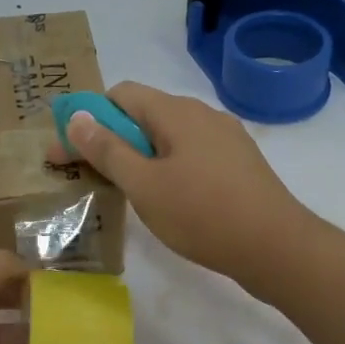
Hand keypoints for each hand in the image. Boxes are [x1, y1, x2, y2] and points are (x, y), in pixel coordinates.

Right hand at [47, 81, 313, 287]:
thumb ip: (108, 150)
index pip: (120, 94)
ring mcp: (225, 138)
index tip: (67, 154)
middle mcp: (202, 114)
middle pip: (143, 114)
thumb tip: (77, 117)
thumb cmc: (203, 215)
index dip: (88, 119)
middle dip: (110, 139)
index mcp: (177, 112)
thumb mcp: (144, 185)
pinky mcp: (238, 163)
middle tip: (88, 176)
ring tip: (123, 190)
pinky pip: (189, 153)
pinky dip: (165, 166)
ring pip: (167, 136)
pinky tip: (164, 198)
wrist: (277, 248)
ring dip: (137, 155)